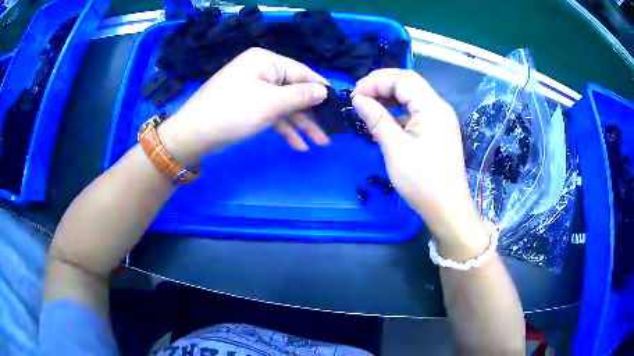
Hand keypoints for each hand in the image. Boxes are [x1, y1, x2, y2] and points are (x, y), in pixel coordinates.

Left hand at [159, 48, 331, 165]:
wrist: (194, 134)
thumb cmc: (233, 112)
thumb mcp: (271, 103)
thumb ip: (301, 96)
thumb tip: (324, 91)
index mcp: (266, 61)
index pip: (301, 72)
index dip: (321, 90)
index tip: (338, 106)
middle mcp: (260, 71)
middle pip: (294, 91)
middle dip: (311, 113)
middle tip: (330, 133)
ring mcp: (253, 89)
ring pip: (284, 105)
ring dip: (300, 124)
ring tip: (319, 143)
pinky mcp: (247, 105)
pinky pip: (271, 114)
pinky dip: (284, 128)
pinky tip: (298, 144)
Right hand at [352, 69, 486, 248]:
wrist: (447, 208)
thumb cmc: (422, 180)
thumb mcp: (395, 148)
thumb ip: (376, 118)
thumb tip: (358, 99)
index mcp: (432, 107)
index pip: (401, 79)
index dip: (375, 82)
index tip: (354, 96)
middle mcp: (438, 107)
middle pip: (408, 83)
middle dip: (381, 85)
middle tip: (359, 98)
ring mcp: (440, 119)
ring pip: (412, 96)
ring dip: (389, 97)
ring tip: (368, 107)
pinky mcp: (438, 130)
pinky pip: (416, 111)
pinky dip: (398, 111)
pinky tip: (385, 122)